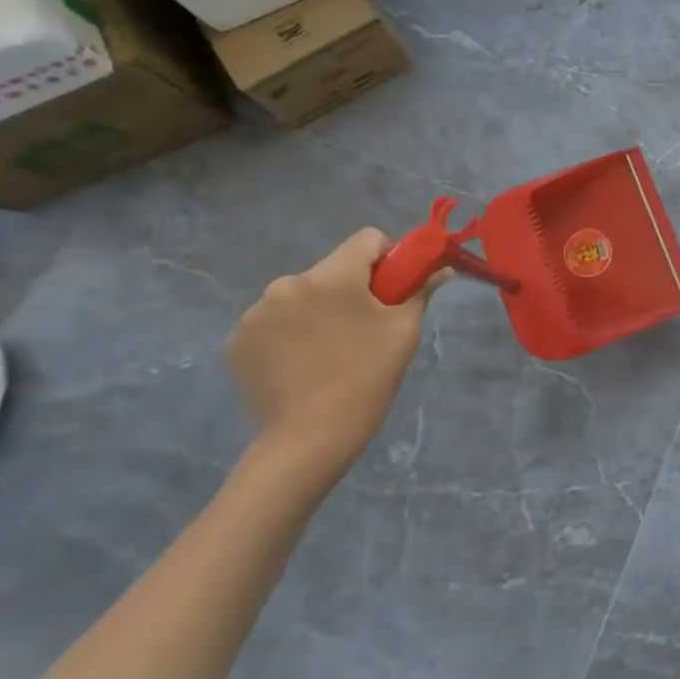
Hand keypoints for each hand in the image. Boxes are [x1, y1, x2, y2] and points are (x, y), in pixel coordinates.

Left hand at [226, 229, 444, 485]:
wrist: (309, 439)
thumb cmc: (367, 377)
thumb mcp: (404, 330)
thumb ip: (421, 289)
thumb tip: (442, 268)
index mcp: (332, 277)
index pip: (368, 239)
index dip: (389, 258)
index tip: (394, 290)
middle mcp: (288, 284)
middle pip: (334, 268)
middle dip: (352, 288)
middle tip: (366, 327)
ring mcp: (256, 313)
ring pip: (303, 294)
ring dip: (319, 309)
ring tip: (331, 349)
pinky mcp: (237, 341)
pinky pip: (276, 319)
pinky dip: (292, 331)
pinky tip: (302, 362)